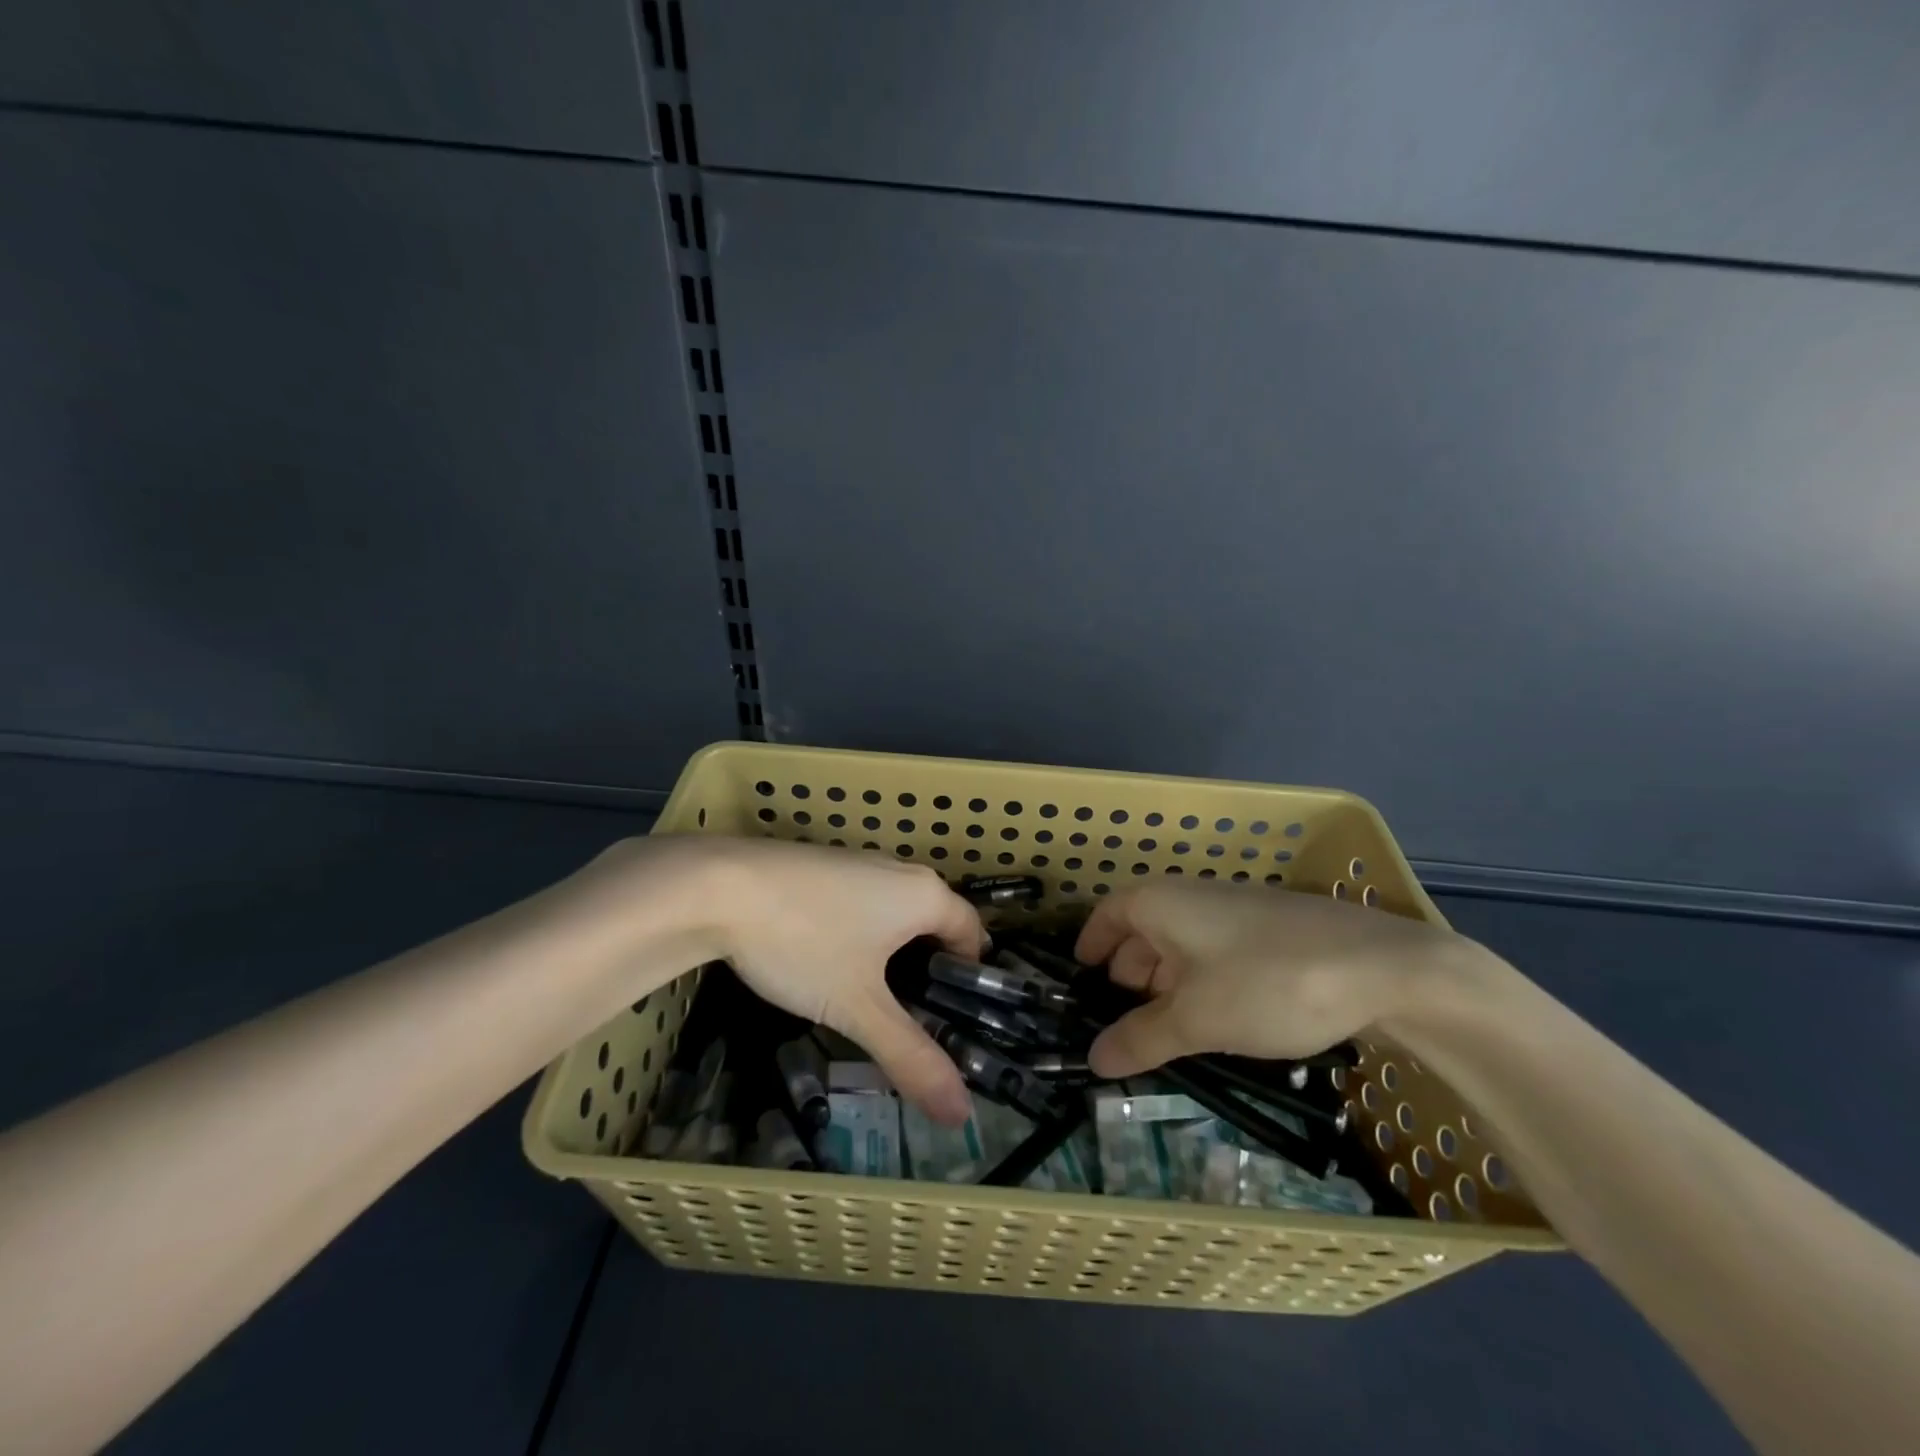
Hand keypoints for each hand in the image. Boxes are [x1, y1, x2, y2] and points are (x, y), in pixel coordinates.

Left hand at [693, 839, 984, 1122]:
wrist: (716, 887)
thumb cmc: (803, 942)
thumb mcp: (857, 1007)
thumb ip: (911, 1057)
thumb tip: (962, 1115)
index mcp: (923, 894)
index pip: (972, 929)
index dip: (969, 972)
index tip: (955, 1015)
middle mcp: (898, 869)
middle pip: (933, 918)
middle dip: (929, 965)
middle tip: (913, 1017)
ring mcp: (856, 862)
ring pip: (893, 910)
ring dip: (892, 949)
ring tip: (870, 997)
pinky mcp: (821, 865)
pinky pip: (860, 901)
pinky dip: (860, 931)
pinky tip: (825, 961)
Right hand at [1073, 880, 1472, 1077]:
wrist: (1383, 968)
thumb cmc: (1267, 983)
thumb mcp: (1196, 1019)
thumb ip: (1141, 1038)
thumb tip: (1093, 1060)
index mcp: (1161, 903)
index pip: (1107, 915)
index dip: (1090, 945)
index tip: (1079, 979)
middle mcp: (1192, 898)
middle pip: (1142, 931)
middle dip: (1126, 974)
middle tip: (1116, 1021)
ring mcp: (1235, 913)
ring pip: (1181, 946)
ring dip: (1164, 984)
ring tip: (1161, 1031)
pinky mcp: (1271, 933)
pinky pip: (1215, 955)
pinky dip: (1200, 984)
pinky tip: (1212, 1021)